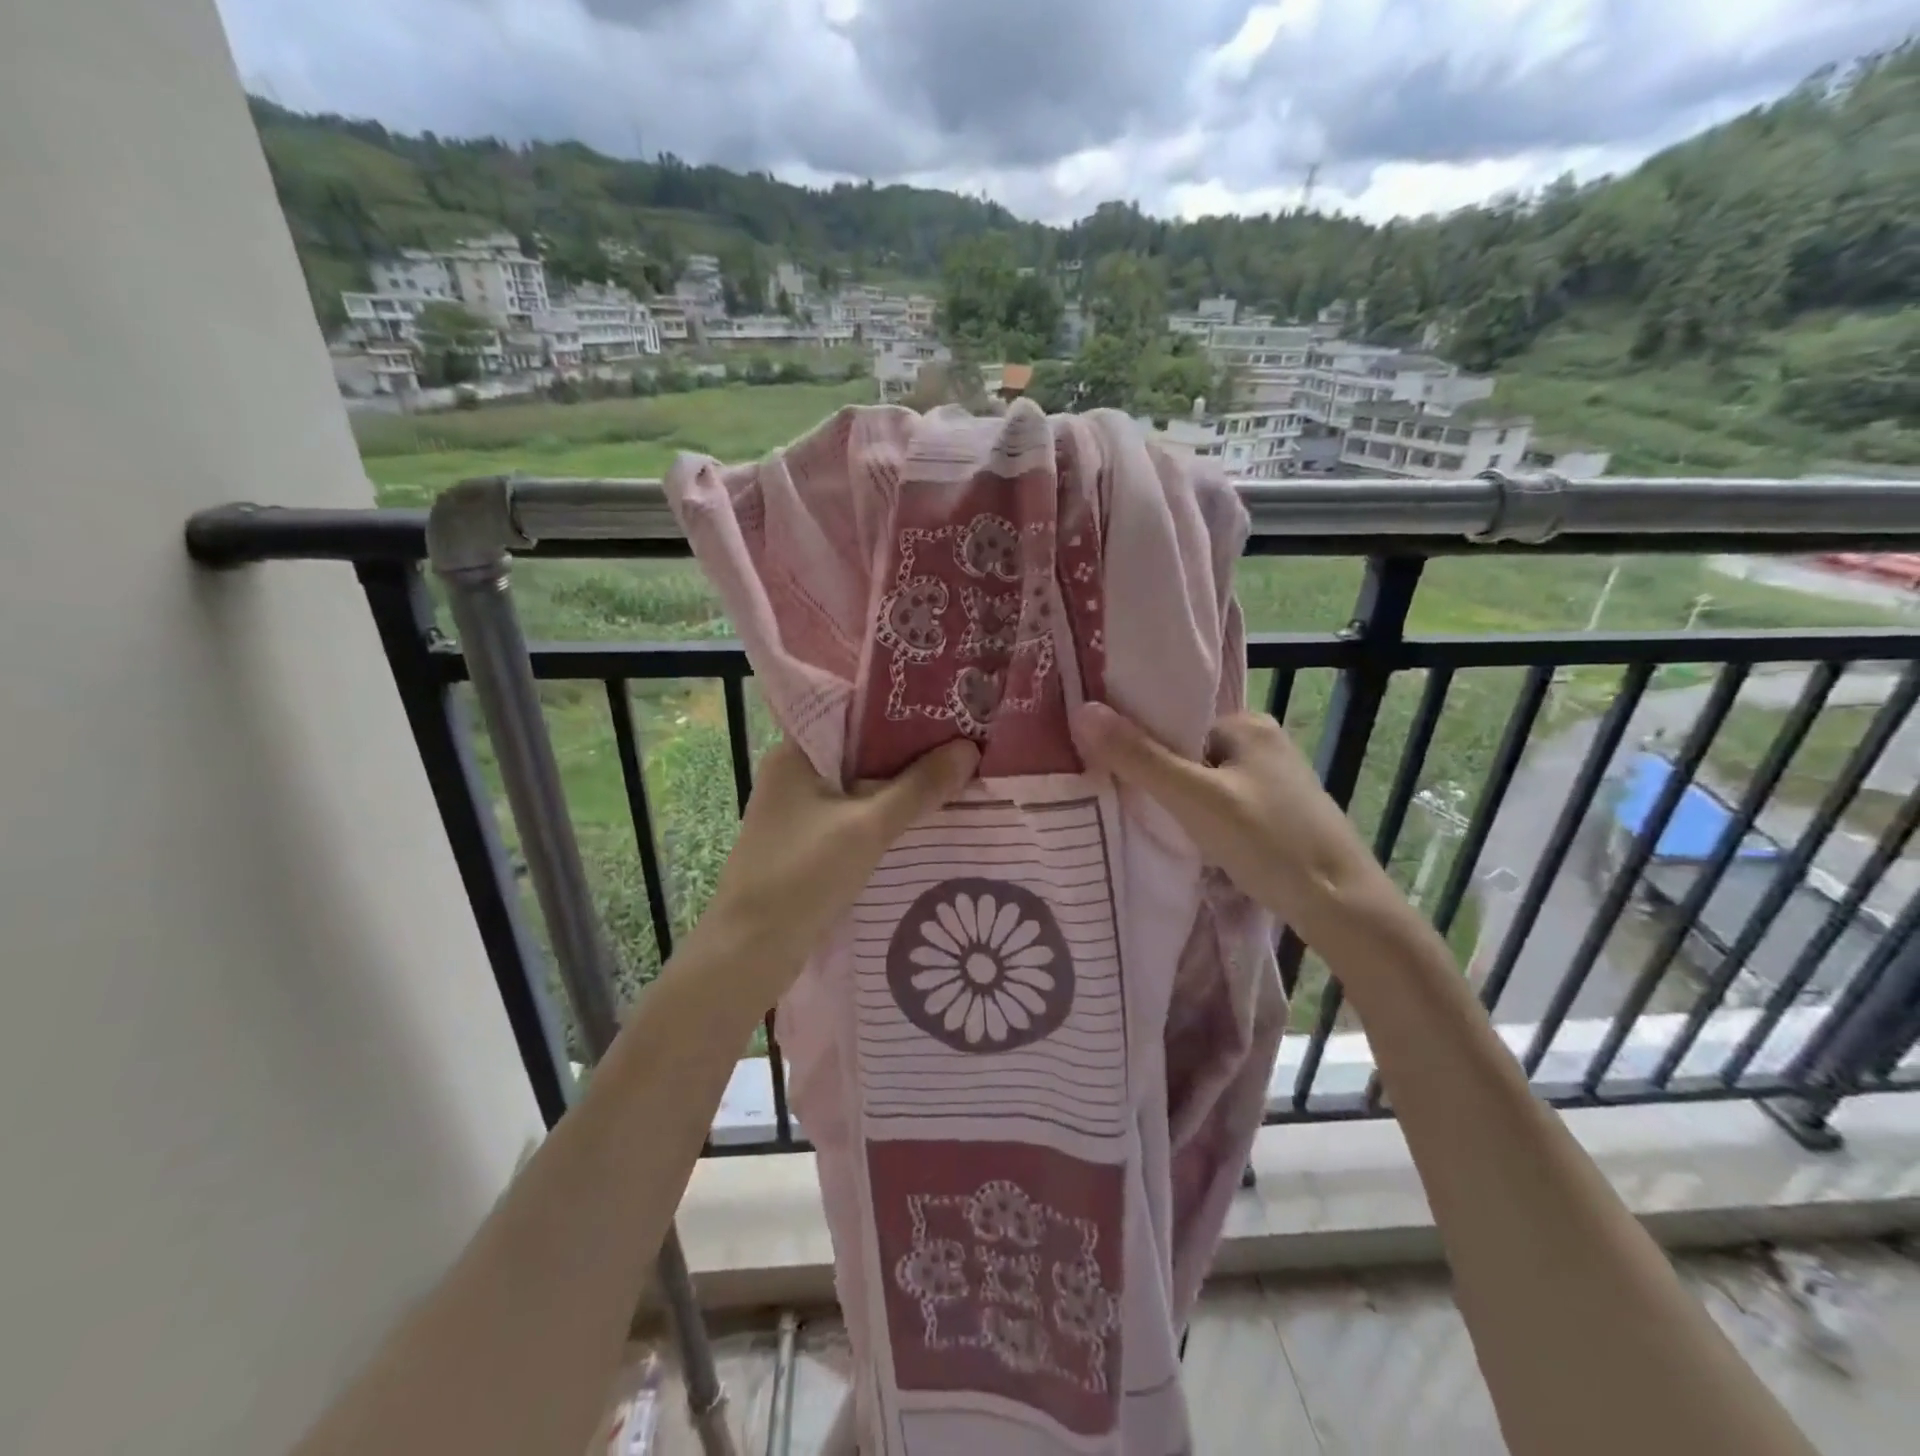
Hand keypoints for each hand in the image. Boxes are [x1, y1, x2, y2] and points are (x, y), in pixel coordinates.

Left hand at [694, 737, 980, 994]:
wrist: (750, 953)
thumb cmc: (802, 876)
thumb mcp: (867, 827)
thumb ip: (918, 787)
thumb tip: (968, 749)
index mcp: (795, 753)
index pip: (853, 715)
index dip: (900, 712)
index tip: (947, 710)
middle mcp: (792, 774)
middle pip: (860, 752)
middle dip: (908, 752)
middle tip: (963, 744)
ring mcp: (797, 811)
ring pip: (858, 786)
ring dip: (898, 786)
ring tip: (953, 776)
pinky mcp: (805, 843)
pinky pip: (852, 816)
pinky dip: (883, 815)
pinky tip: (920, 819)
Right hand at [1070, 703, 1376, 940]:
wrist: (1343, 906)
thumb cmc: (1268, 842)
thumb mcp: (1194, 799)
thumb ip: (1139, 757)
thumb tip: (1082, 710)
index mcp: (1246, 722)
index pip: (1173, 722)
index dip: (1138, 743)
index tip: (1105, 768)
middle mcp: (1262, 741)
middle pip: (1187, 751)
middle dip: (1157, 776)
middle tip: (1121, 802)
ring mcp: (1274, 779)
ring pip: (1204, 780)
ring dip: (1178, 800)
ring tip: (1150, 824)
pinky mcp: (1278, 811)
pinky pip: (1222, 803)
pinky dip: (1201, 817)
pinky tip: (1189, 840)